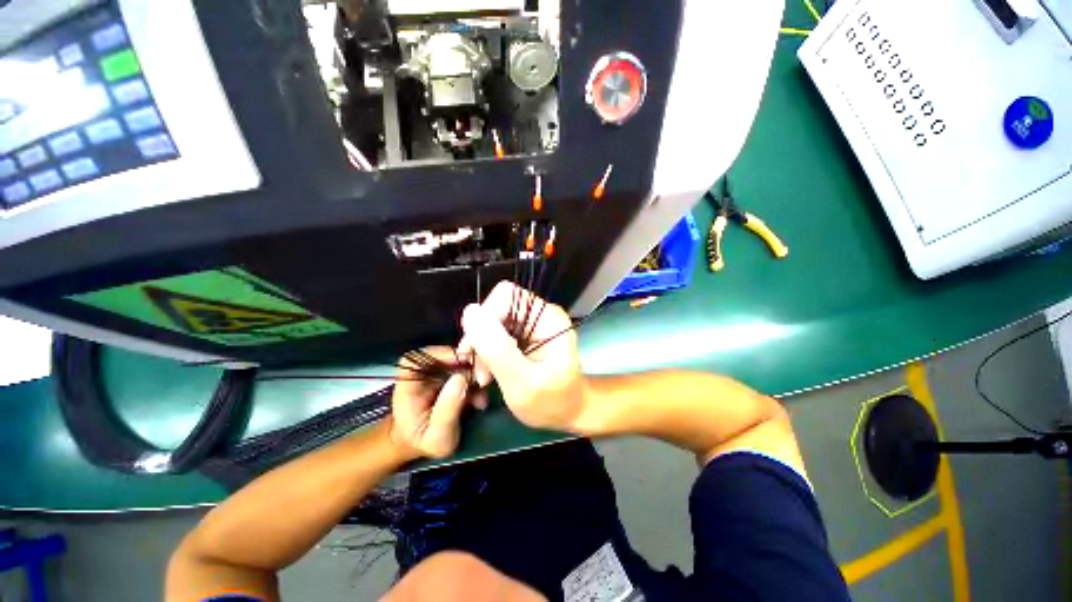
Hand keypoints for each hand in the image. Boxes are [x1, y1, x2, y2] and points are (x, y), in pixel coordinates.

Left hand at [389, 346, 476, 458]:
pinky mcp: (453, 377)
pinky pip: (468, 371)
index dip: (442, 354)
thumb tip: (462, 378)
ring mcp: (440, 373)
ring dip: (477, 376)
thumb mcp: (436, 436)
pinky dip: (477, 383)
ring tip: (481, 401)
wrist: (425, 446)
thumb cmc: (424, 443)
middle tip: (483, 381)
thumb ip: (447, 409)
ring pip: (461, 361)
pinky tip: (480, 402)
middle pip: (447, 354)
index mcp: (409, 383)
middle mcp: (424, 373)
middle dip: (469, 365)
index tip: (465, 362)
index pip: (419, 357)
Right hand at [459, 281, 587, 430]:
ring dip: (483, 348)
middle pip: (497, 307)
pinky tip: (489, 373)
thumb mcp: (521, 382)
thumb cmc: (552, 403)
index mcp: (548, 318)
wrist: (569, 413)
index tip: (476, 351)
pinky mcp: (525, 334)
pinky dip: (488, 352)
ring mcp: (533, 324)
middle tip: (479, 372)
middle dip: (482, 338)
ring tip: (484, 377)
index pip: (507, 296)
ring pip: (493, 321)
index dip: (486, 318)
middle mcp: (541, 314)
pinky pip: (497, 333)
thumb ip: (497, 348)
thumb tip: (470, 312)